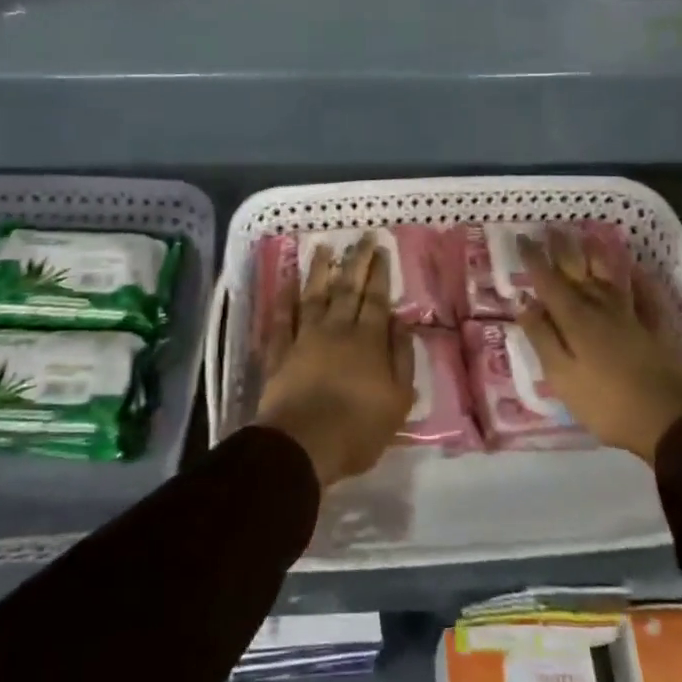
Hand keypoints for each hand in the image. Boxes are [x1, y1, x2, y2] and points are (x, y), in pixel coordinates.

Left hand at [255, 233, 415, 487]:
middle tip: (362, 237)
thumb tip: (401, 322)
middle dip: (356, 261)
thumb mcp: (398, 400)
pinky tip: (286, 283)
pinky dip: (284, 299)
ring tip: (323, 247)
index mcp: (368, 341)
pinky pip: (282, 319)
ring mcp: (305, 338)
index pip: (376, 299)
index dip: (379, 273)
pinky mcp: (280, 352)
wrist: (304, 444)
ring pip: (313, 296)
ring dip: (319, 270)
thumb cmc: (359, 428)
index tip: (381, 249)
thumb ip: (402, 358)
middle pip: (347, 289)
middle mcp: (337, 330)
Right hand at [516, 228, 681, 462]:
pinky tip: (635, 268)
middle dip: (563, 248)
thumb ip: (542, 337)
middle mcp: (602, 307)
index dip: (534, 258)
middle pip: (579, 270)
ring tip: (588, 235)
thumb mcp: (562, 377)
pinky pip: (647, 293)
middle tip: (551, 227)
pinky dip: (639, 278)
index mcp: (575, 319)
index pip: (548, 281)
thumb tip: (524, 302)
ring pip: (611, 275)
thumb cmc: (608, 405)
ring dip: (598, 253)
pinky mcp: (659, 326)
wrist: (673, 423)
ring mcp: (634, 314)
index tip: (522, 237)